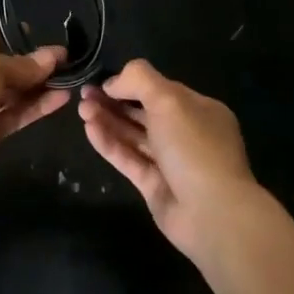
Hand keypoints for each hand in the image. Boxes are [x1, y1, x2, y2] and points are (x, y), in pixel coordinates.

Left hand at [0, 27, 69, 199]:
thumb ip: (21, 64)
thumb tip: (53, 56)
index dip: (10, 35)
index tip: (39, 34)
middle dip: (29, 63)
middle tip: (63, 59)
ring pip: (9, 93)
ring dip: (37, 86)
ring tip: (69, 77)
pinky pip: (14, 115)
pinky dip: (36, 107)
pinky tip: (62, 99)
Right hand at [78, 60, 262, 259]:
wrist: (212, 213)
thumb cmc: (194, 147)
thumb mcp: (169, 100)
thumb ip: (140, 80)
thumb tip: (113, 81)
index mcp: (199, 110)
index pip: (160, 89)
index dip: (131, 83)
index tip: (102, 80)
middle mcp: (186, 133)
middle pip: (143, 111)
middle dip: (113, 101)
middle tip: (84, 94)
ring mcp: (170, 162)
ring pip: (133, 135)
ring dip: (108, 120)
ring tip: (81, 109)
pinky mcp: (154, 185)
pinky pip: (128, 159)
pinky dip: (109, 143)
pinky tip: (89, 129)